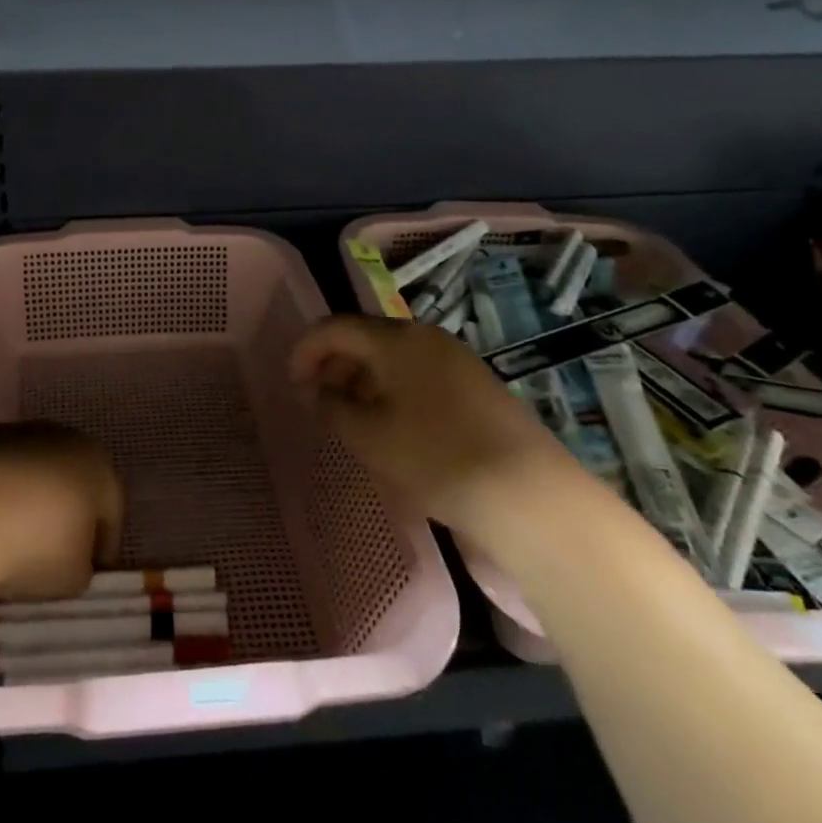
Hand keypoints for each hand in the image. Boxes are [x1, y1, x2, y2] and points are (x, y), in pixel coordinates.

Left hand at [0, 423, 123, 601]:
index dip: (102, 545)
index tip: (89, 572)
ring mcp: (15, 433)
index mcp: (97, 464)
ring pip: (33, 472)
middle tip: (54, 553)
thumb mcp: (74, 578)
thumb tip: (72, 560)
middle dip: (67, 514)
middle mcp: (62, 437)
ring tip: (12, 540)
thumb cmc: (33, 546)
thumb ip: (83, 566)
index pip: (111, 508)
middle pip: (72, 481)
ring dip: (29, 501)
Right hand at [290, 316, 583, 536]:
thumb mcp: (369, 437)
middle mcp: (426, 337)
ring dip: (363, 378)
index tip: (292, 384)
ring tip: (351, 417)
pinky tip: (392, 424)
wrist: (528, 495)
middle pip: (366, 337)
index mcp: (396, 339)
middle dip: (334, 364)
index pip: (336, 328)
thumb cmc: (436, 458)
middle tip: (318, 400)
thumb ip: (332, 407)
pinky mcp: (477, 384)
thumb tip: (317, 391)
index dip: (306, 351)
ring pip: (394, 357)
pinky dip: (393, 389)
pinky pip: (419, 373)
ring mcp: (457, 359)